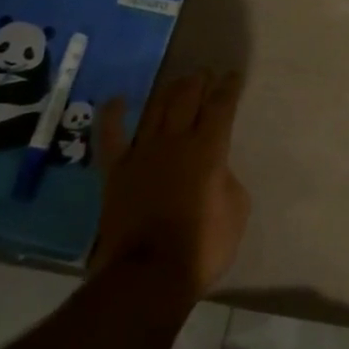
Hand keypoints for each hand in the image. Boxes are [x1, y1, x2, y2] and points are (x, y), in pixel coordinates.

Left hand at [94, 70, 248, 299]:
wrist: (149, 274)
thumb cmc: (203, 245)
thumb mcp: (237, 209)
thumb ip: (227, 179)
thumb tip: (215, 170)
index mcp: (209, 149)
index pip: (221, 107)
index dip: (229, 88)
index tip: (234, 76)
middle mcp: (175, 141)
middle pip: (186, 99)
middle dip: (198, 82)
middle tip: (205, 74)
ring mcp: (142, 154)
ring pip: (155, 110)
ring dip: (169, 91)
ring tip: (178, 81)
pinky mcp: (116, 172)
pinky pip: (111, 137)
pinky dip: (113, 115)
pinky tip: (118, 100)